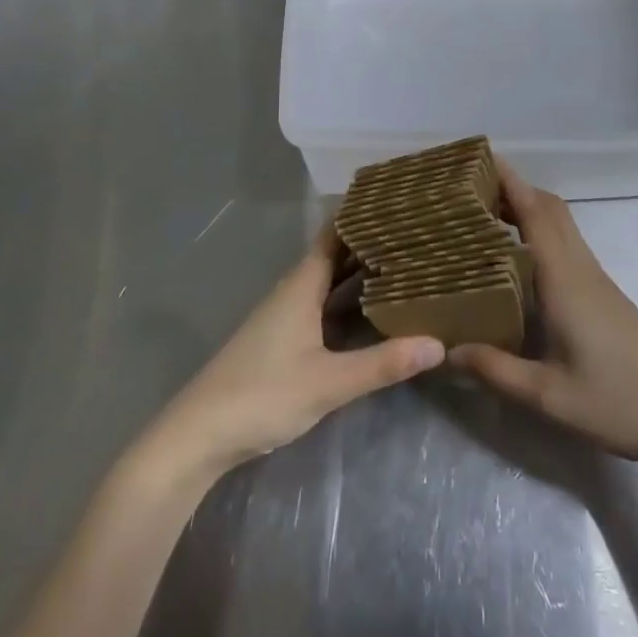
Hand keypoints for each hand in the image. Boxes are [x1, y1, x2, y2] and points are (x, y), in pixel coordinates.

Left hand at [150, 227, 444, 479]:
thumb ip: (381, 364)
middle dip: (370, 244)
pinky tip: (372, 310)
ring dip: (360, 272)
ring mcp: (286, 316)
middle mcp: (294, 291)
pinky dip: (349, 300)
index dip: (362, 216)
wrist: (199, 435)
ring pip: (330, 282)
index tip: (398, 201)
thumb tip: (438, 343)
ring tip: (404, 262)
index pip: (335, 234)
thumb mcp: (328, 382)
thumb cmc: (262, 395)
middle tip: (415, 232)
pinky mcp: (284, 340)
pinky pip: (324, 305)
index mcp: (302, 285)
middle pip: (336, 256)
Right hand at [450, 160, 637, 476]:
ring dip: (525, 207)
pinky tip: (517, 259)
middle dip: (511, 187)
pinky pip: (565, 245)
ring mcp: (595, 279)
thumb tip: (445, 349)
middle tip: (467, 190)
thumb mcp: (549, 397)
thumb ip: (496, 370)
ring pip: (559, 224)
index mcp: (565, 279)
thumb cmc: (620, 403)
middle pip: (548, 207)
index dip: (507, 181)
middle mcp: (580, 268)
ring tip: (482, 216)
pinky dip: (538, 232)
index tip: (474, 160)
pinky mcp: (602, 294)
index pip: (534, 212)